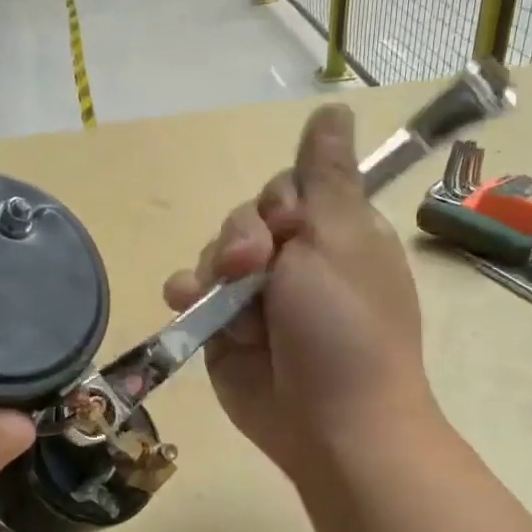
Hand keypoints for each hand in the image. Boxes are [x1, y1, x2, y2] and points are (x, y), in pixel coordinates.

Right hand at [162, 104, 439, 484]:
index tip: (289, 224)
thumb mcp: (340, 238)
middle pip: (247, 217)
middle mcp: (295, 261)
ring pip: (215, 253)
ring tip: (225, 295)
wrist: (331, 422)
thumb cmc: (346, 326)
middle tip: (255, 268)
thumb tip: (334, 109)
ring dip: (215, 266)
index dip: (281, 200)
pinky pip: (193, 294)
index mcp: (333, 234)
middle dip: (243, 237)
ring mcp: (256, 299)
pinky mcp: (223, 331)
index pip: (290, 187)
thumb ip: (325, 175)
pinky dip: (186, 293)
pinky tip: (186, 300)